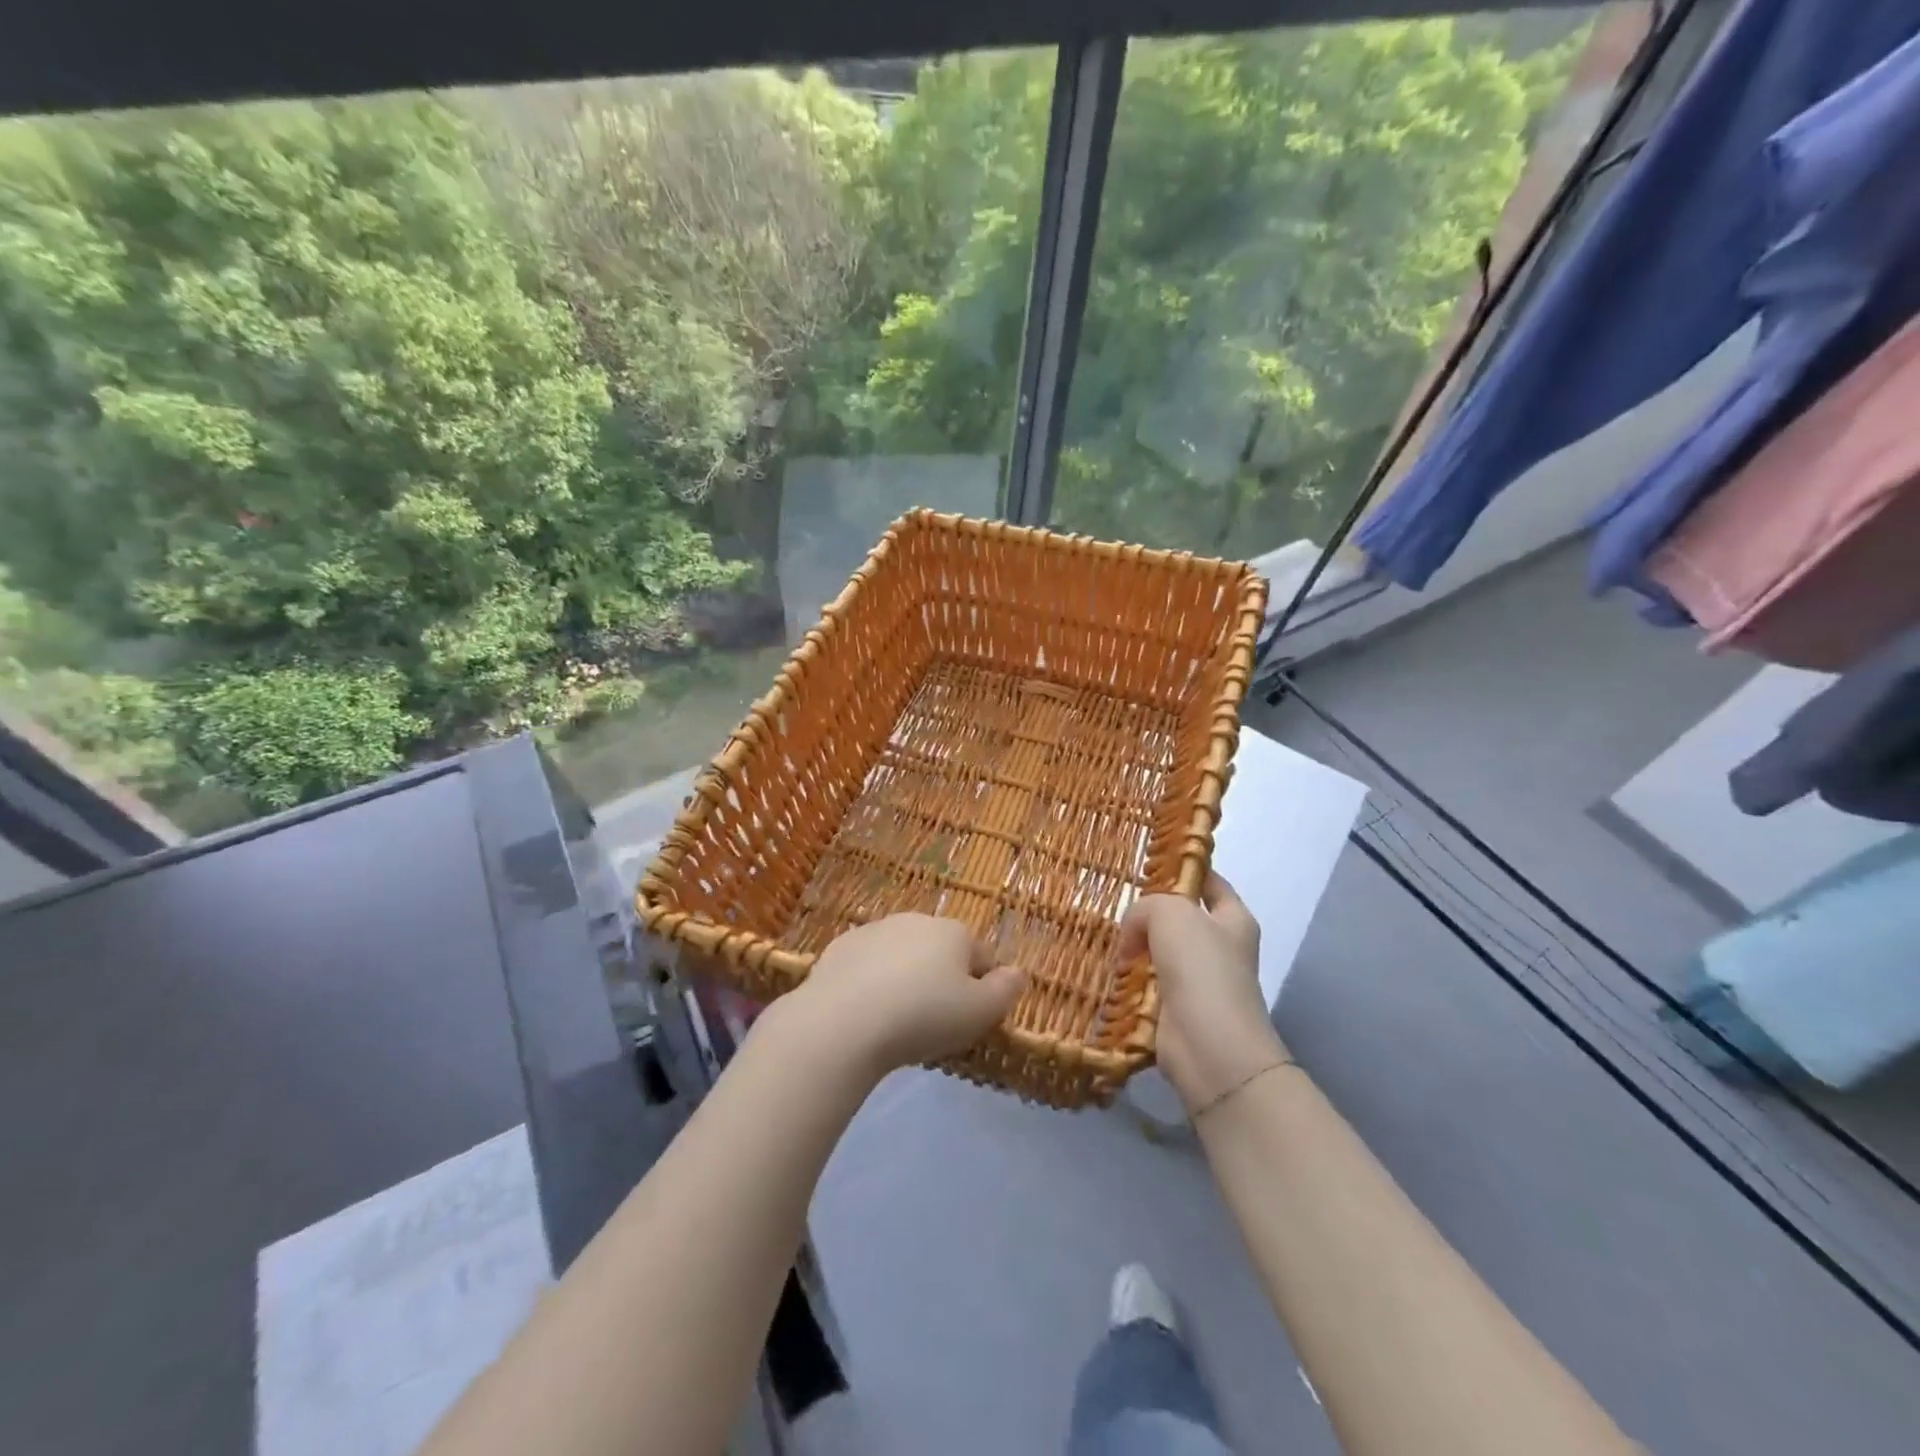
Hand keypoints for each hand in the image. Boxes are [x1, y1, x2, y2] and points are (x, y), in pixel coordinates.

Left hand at [790, 914, 1024, 1076]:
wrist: (844, 1022)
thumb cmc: (924, 1016)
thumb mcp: (981, 1012)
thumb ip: (1006, 990)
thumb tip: (1018, 973)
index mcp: (955, 932)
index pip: (983, 955)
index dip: (983, 987)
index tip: (971, 1018)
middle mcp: (917, 920)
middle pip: (941, 950)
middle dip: (942, 977)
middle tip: (933, 1021)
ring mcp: (875, 930)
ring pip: (902, 954)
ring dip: (905, 976)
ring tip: (896, 1019)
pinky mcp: (840, 947)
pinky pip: (867, 964)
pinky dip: (870, 980)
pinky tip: (864, 1011)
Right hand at [1117, 873, 1286, 1113]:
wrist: (1209, 1047)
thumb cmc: (1200, 969)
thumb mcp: (1171, 914)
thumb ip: (1147, 907)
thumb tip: (1133, 934)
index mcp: (1233, 918)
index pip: (1208, 880)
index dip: (1182, 868)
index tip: (1147, 862)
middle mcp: (1219, 946)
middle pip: (1178, 916)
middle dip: (1148, 913)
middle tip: (1116, 906)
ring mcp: (1198, 980)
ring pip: (1158, 950)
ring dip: (1134, 948)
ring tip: (1107, 941)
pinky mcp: (1176, 1008)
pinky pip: (1147, 983)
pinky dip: (1129, 979)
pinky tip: (1109, 972)